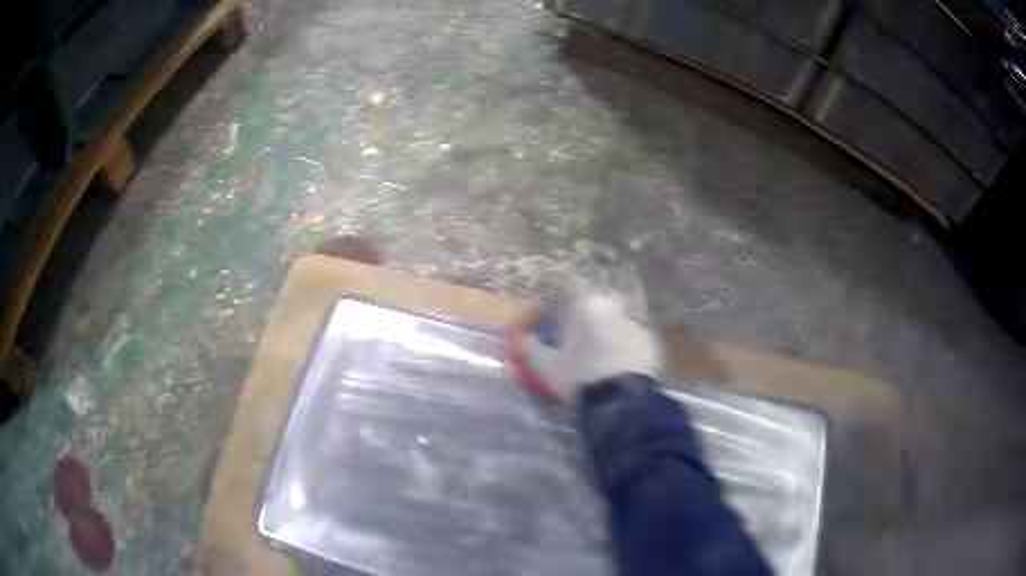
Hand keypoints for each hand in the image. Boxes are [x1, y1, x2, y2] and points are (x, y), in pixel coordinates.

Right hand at [507, 283, 662, 402]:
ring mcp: (634, 323)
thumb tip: (513, 338)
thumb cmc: (579, 376)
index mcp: (585, 305)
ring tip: (596, 358)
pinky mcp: (651, 342)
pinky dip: (622, 348)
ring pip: (613, 321)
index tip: (551, 315)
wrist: (623, 400)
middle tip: (572, 341)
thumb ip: (528, 348)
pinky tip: (617, 367)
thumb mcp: (546, 366)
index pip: (569, 285)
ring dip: (604, 332)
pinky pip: (631, 339)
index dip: (558, 297)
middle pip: (593, 304)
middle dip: (582, 318)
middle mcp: (612, 306)